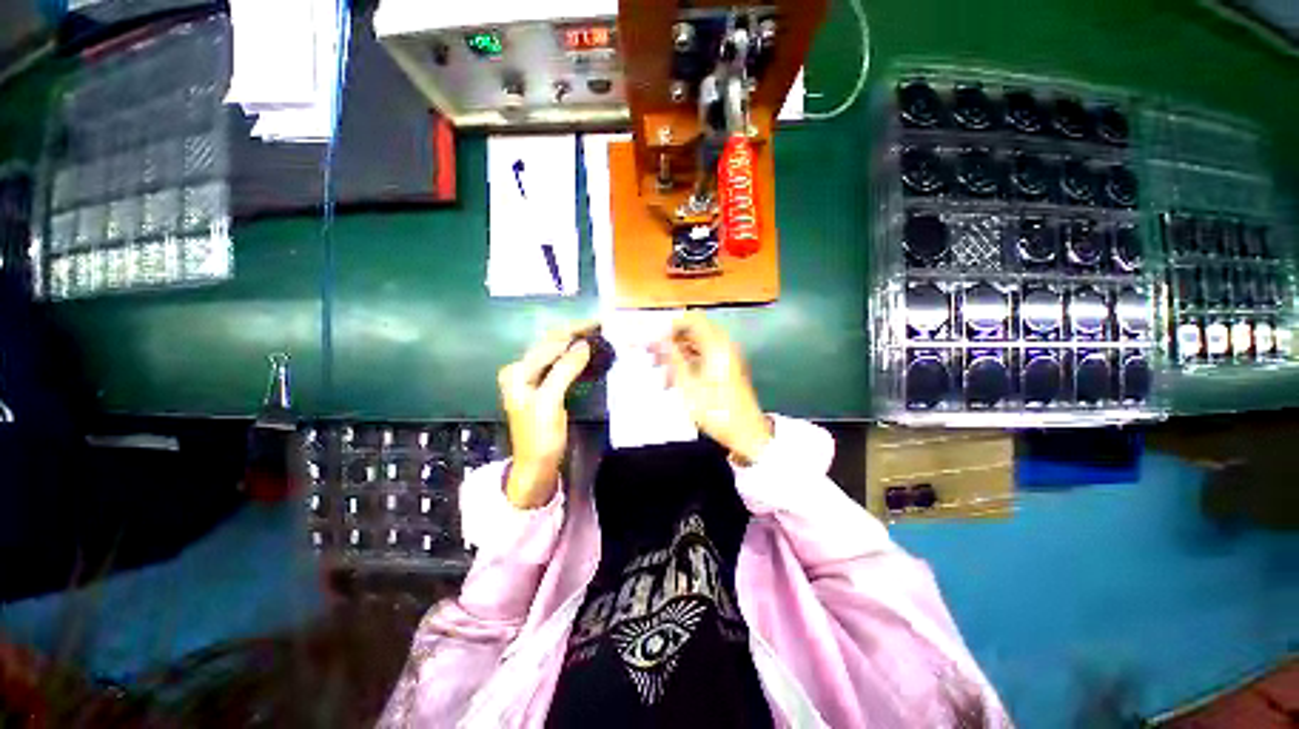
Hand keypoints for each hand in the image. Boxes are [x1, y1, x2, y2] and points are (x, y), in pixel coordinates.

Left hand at [498, 322, 594, 507]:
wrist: (537, 465)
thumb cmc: (539, 436)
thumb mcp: (549, 401)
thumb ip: (564, 370)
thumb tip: (583, 345)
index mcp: (518, 371)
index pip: (549, 342)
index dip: (574, 331)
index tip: (598, 322)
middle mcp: (523, 369)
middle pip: (551, 344)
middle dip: (576, 333)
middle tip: (602, 325)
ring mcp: (534, 378)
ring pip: (558, 352)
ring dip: (577, 342)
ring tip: (599, 334)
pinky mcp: (546, 387)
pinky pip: (562, 364)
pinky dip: (576, 357)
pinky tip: (588, 352)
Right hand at [658, 312, 772, 463]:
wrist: (745, 432)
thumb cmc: (715, 410)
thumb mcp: (688, 385)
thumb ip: (673, 358)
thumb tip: (658, 340)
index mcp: (716, 345)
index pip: (692, 319)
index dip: (671, 326)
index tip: (655, 340)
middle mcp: (723, 346)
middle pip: (693, 332)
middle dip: (671, 341)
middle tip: (652, 356)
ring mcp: (726, 357)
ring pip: (696, 346)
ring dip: (677, 355)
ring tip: (660, 373)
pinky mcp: (725, 368)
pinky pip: (703, 357)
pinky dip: (687, 364)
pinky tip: (673, 382)